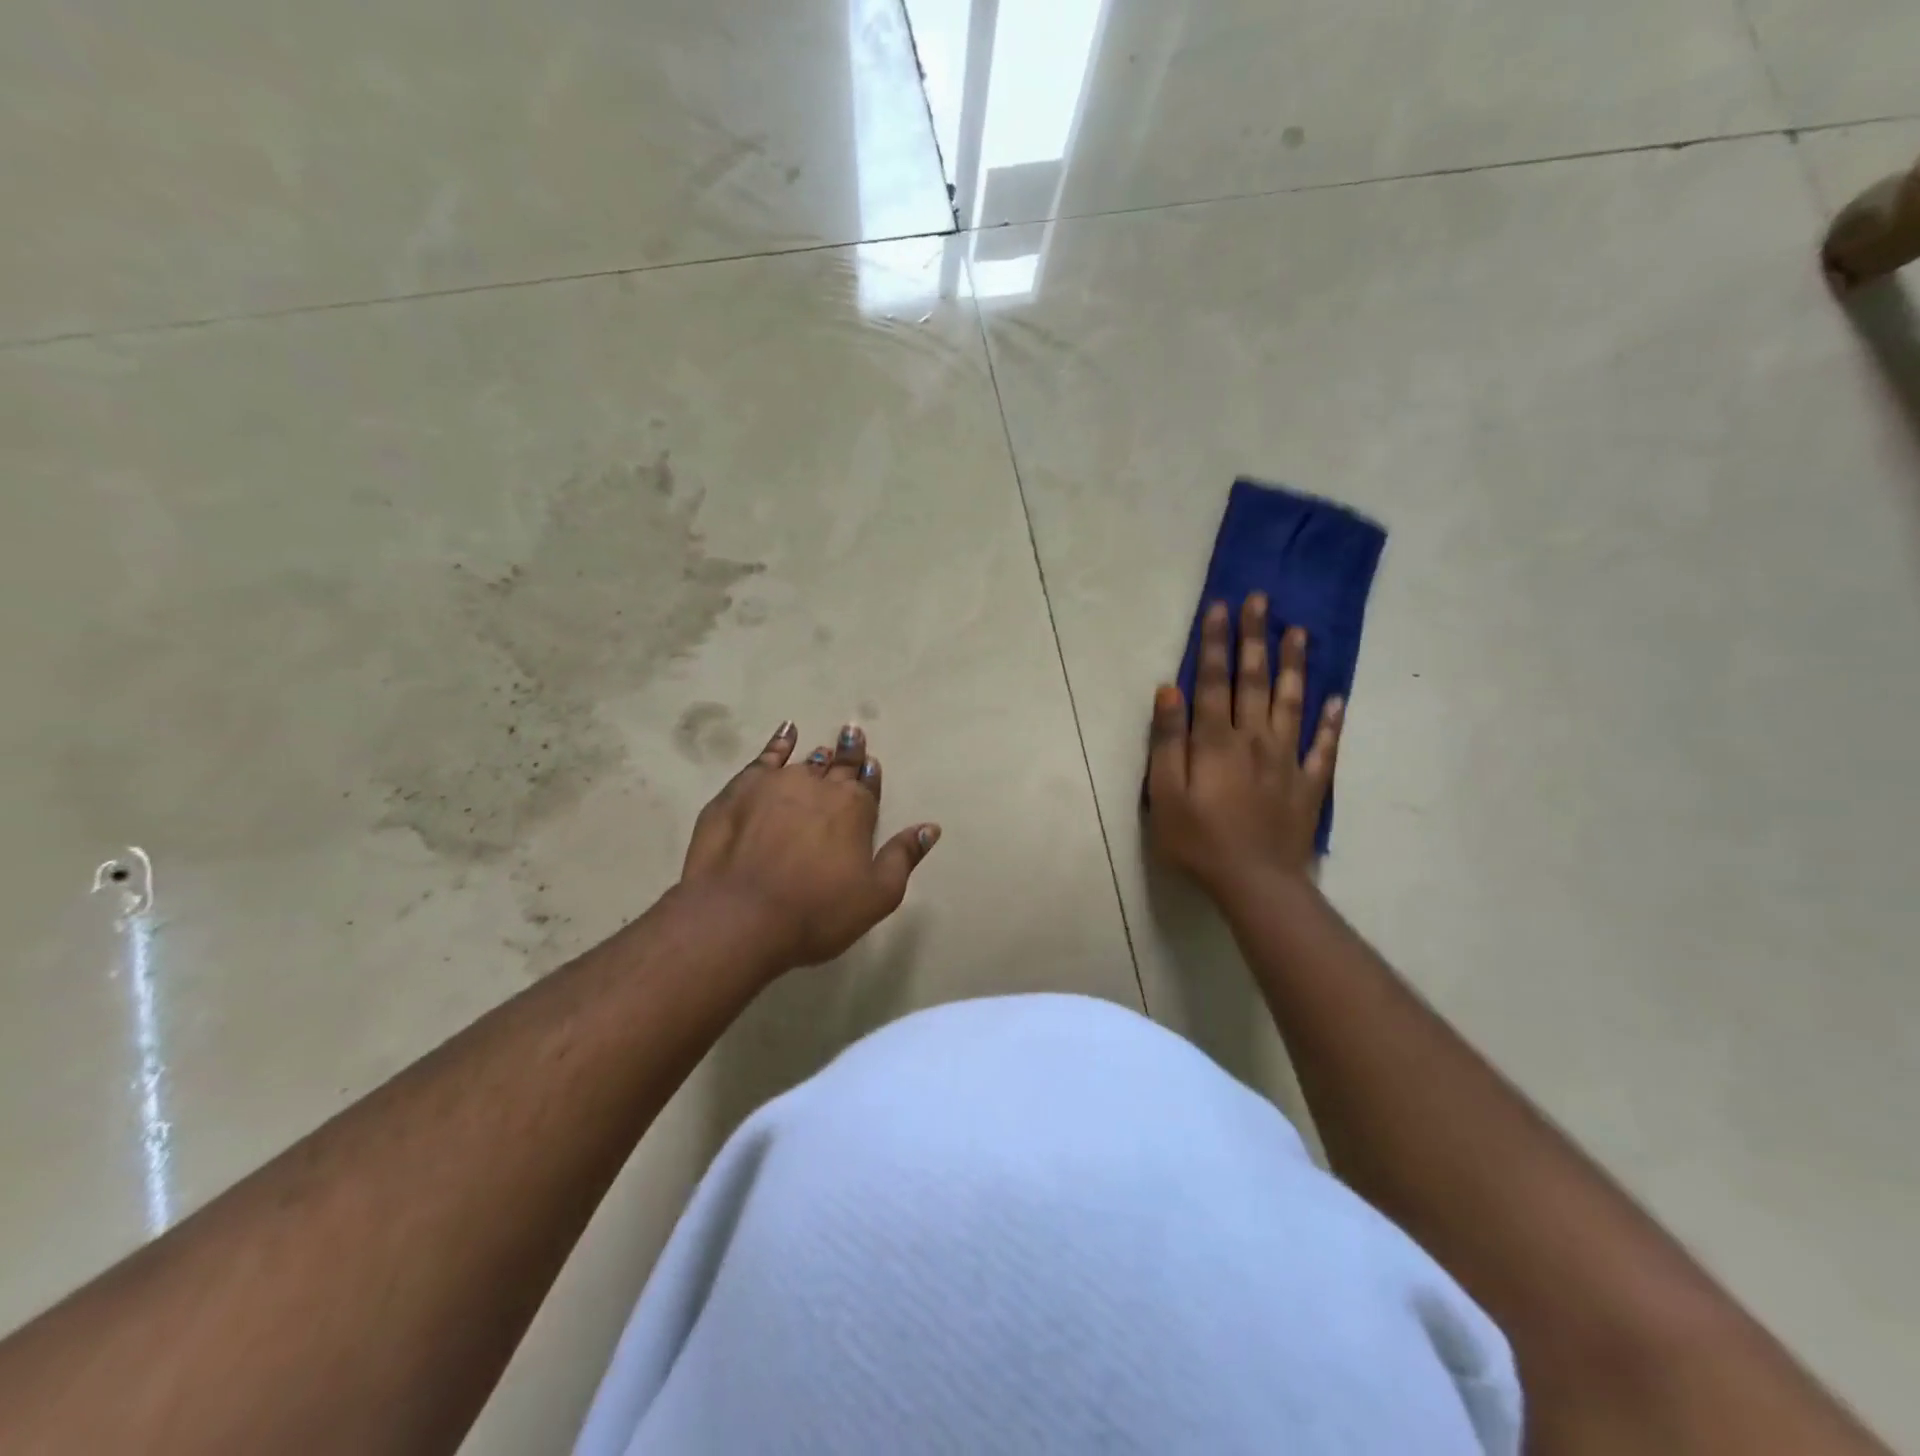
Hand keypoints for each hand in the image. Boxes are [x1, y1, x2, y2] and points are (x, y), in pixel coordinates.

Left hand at [680, 721, 939, 971]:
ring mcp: (778, 783)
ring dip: (818, 756)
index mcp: (855, 809)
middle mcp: (820, 787)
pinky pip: (766, 757)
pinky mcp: (741, 789)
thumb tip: (930, 828)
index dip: (870, 775)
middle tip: (853, 735)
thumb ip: (903, 857)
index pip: (867, 784)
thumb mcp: (876, 896)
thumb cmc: (816, 913)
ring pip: (805, 762)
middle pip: (839, 766)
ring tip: (825, 748)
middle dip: (849, 753)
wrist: (738, 917)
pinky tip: (786, 732)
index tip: (871, 764)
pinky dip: (779, 743)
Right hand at [1146, 594, 1343, 900]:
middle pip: (1255, 679)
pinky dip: (1330, 721)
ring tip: (1299, 632)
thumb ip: (1167, 740)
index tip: (1220, 606)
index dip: (1214, 642)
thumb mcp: (1164, 793)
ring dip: (1295, 665)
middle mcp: (1254, 738)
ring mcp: (1287, 759)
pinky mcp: (1309, 784)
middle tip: (1261, 600)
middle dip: (1255, 637)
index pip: (1213, 680)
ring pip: (1292, 702)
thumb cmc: (1198, 840)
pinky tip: (1335, 699)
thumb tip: (1168, 690)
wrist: (1255, 882)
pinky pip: (1323, 746)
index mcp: (1216, 740)